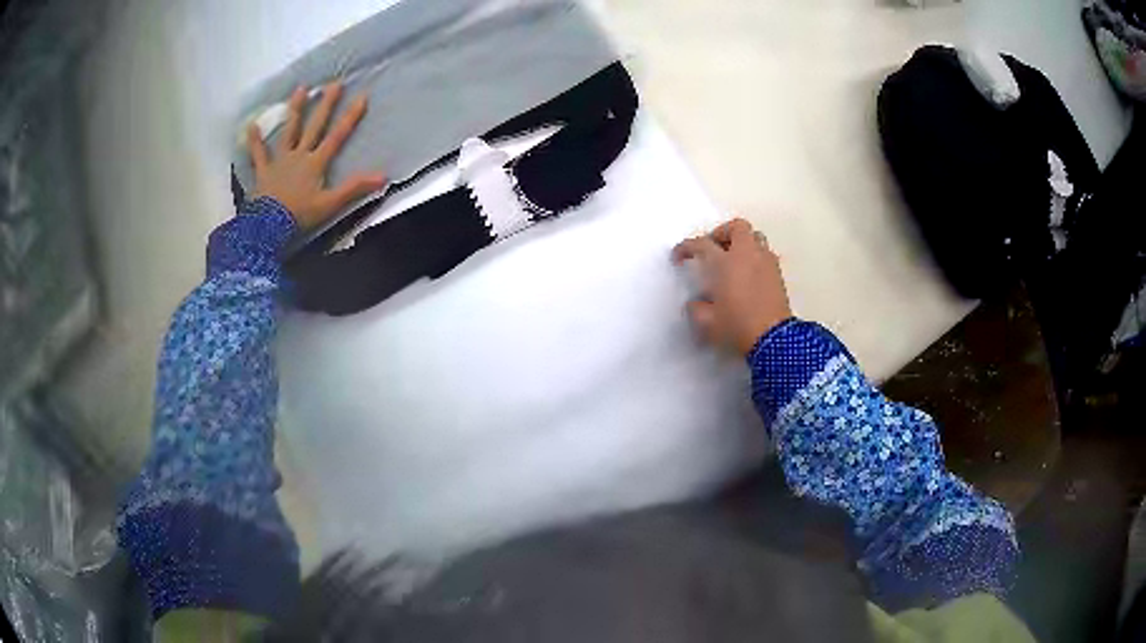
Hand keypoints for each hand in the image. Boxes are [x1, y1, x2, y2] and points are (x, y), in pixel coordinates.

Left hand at [246, 82, 386, 229]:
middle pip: (315, 126)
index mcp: (316, 162)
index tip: (362, 96)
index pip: (338, 135)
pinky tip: (252, 125)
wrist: (268, 226)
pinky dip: (254, 140)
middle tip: (334, 83)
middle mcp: (299, 155)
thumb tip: (383, 176)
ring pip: (289, 131)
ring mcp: (280, 161)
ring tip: (300, 89)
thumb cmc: (299, 215)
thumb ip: (354, 188)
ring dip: (295, 110)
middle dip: (326, 104)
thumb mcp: (330, 204)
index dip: (351, 116)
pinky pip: (258, 154)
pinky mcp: (264, 171)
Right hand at [673, 218, 792, 354]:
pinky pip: (765, 253)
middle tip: (713, 248)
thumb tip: (696, 302)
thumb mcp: (707, 323)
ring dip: (742, 242)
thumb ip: (696, 308)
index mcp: (725, 263)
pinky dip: (755, 256)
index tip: (678, 257)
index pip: (702, 244)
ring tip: (733, 259)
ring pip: (755, 236)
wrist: (773, 339)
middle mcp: (746, 255)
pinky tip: (748, 274)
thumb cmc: (737, 327)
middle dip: (722, 233)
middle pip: (736, 227)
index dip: (686, 247)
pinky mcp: (778, 274)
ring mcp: (765, 262)